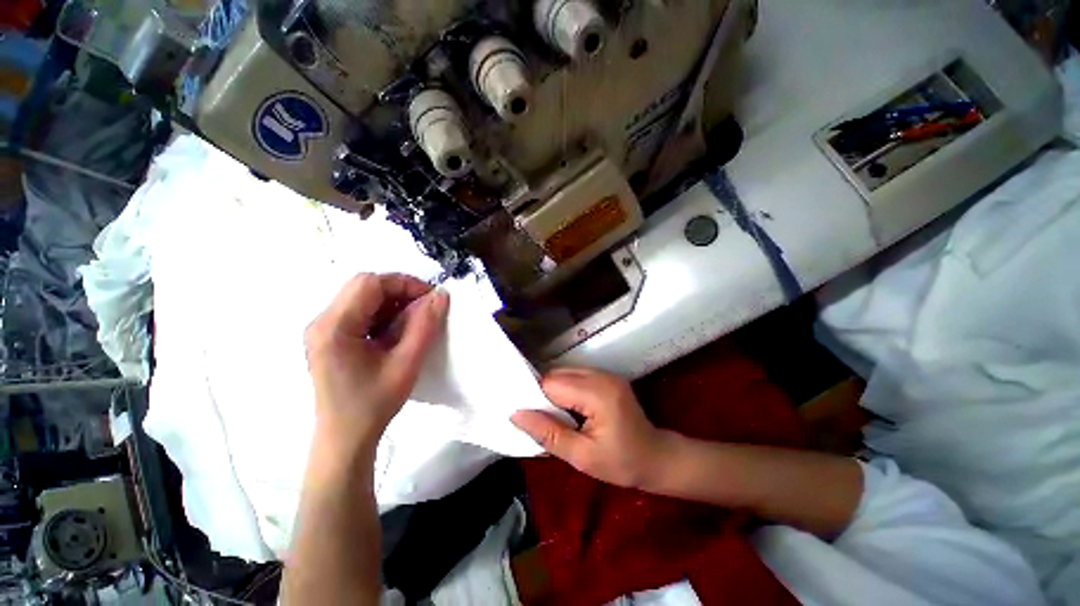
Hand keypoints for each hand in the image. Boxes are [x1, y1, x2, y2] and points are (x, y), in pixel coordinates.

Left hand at [305, 273, 448, 453]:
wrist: (345, 439)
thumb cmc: (374, 404)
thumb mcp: (407, 363)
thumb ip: (425, 325)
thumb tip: (441, 295)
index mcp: (334, 327)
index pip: (370, 283)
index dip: (405, 283)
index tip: (431, 299)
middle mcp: (322, 321)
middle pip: (364, 287)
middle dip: (400, 292)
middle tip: (425, 310)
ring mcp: (323, 329)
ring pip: (363, 297)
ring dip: (393, 304)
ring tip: (413, 324)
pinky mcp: (330, 338)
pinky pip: (360, 312)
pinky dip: (384, 315)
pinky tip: (396, 334)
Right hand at [511, 368, 672, 489]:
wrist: (657, 458)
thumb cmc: (622, 463)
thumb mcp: (582, 457)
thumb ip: (548, 434)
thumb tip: (516, 414)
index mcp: (598, 394)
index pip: (552, 383)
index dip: (536, 399)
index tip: (530, 418)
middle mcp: (601, 375)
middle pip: (557, 373)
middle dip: (544, 394)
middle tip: (544, 421)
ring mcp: (605, 373)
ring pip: (565, 372)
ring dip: (555, 391)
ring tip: (557, 417)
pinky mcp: (606, 376)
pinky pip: (575, 375)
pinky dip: (566, 388)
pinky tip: (569, 408)